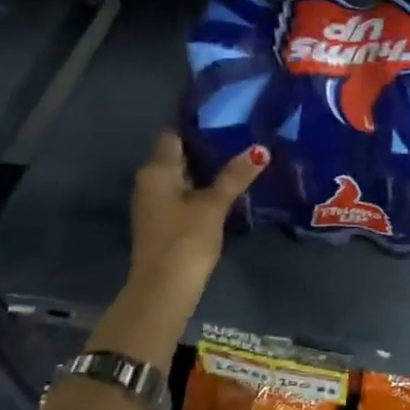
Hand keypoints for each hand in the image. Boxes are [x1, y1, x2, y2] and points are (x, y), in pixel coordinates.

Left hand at [128, 132, 267, 301]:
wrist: (163, 290)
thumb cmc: (185, 240)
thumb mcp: (213, 206)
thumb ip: (234, 176)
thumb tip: (260, 149)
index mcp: (157, 170)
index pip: (173, 135)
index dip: (197, 126)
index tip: (226, 119)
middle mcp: (149, 181)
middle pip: (177, 156)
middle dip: (207, 149)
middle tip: (241, 138)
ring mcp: (154, 203)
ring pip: (182, 177)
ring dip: (206, 171)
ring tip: (240, 162)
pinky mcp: (162, 222)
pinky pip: (182, 195)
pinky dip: (201, 190)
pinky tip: (226, 192)